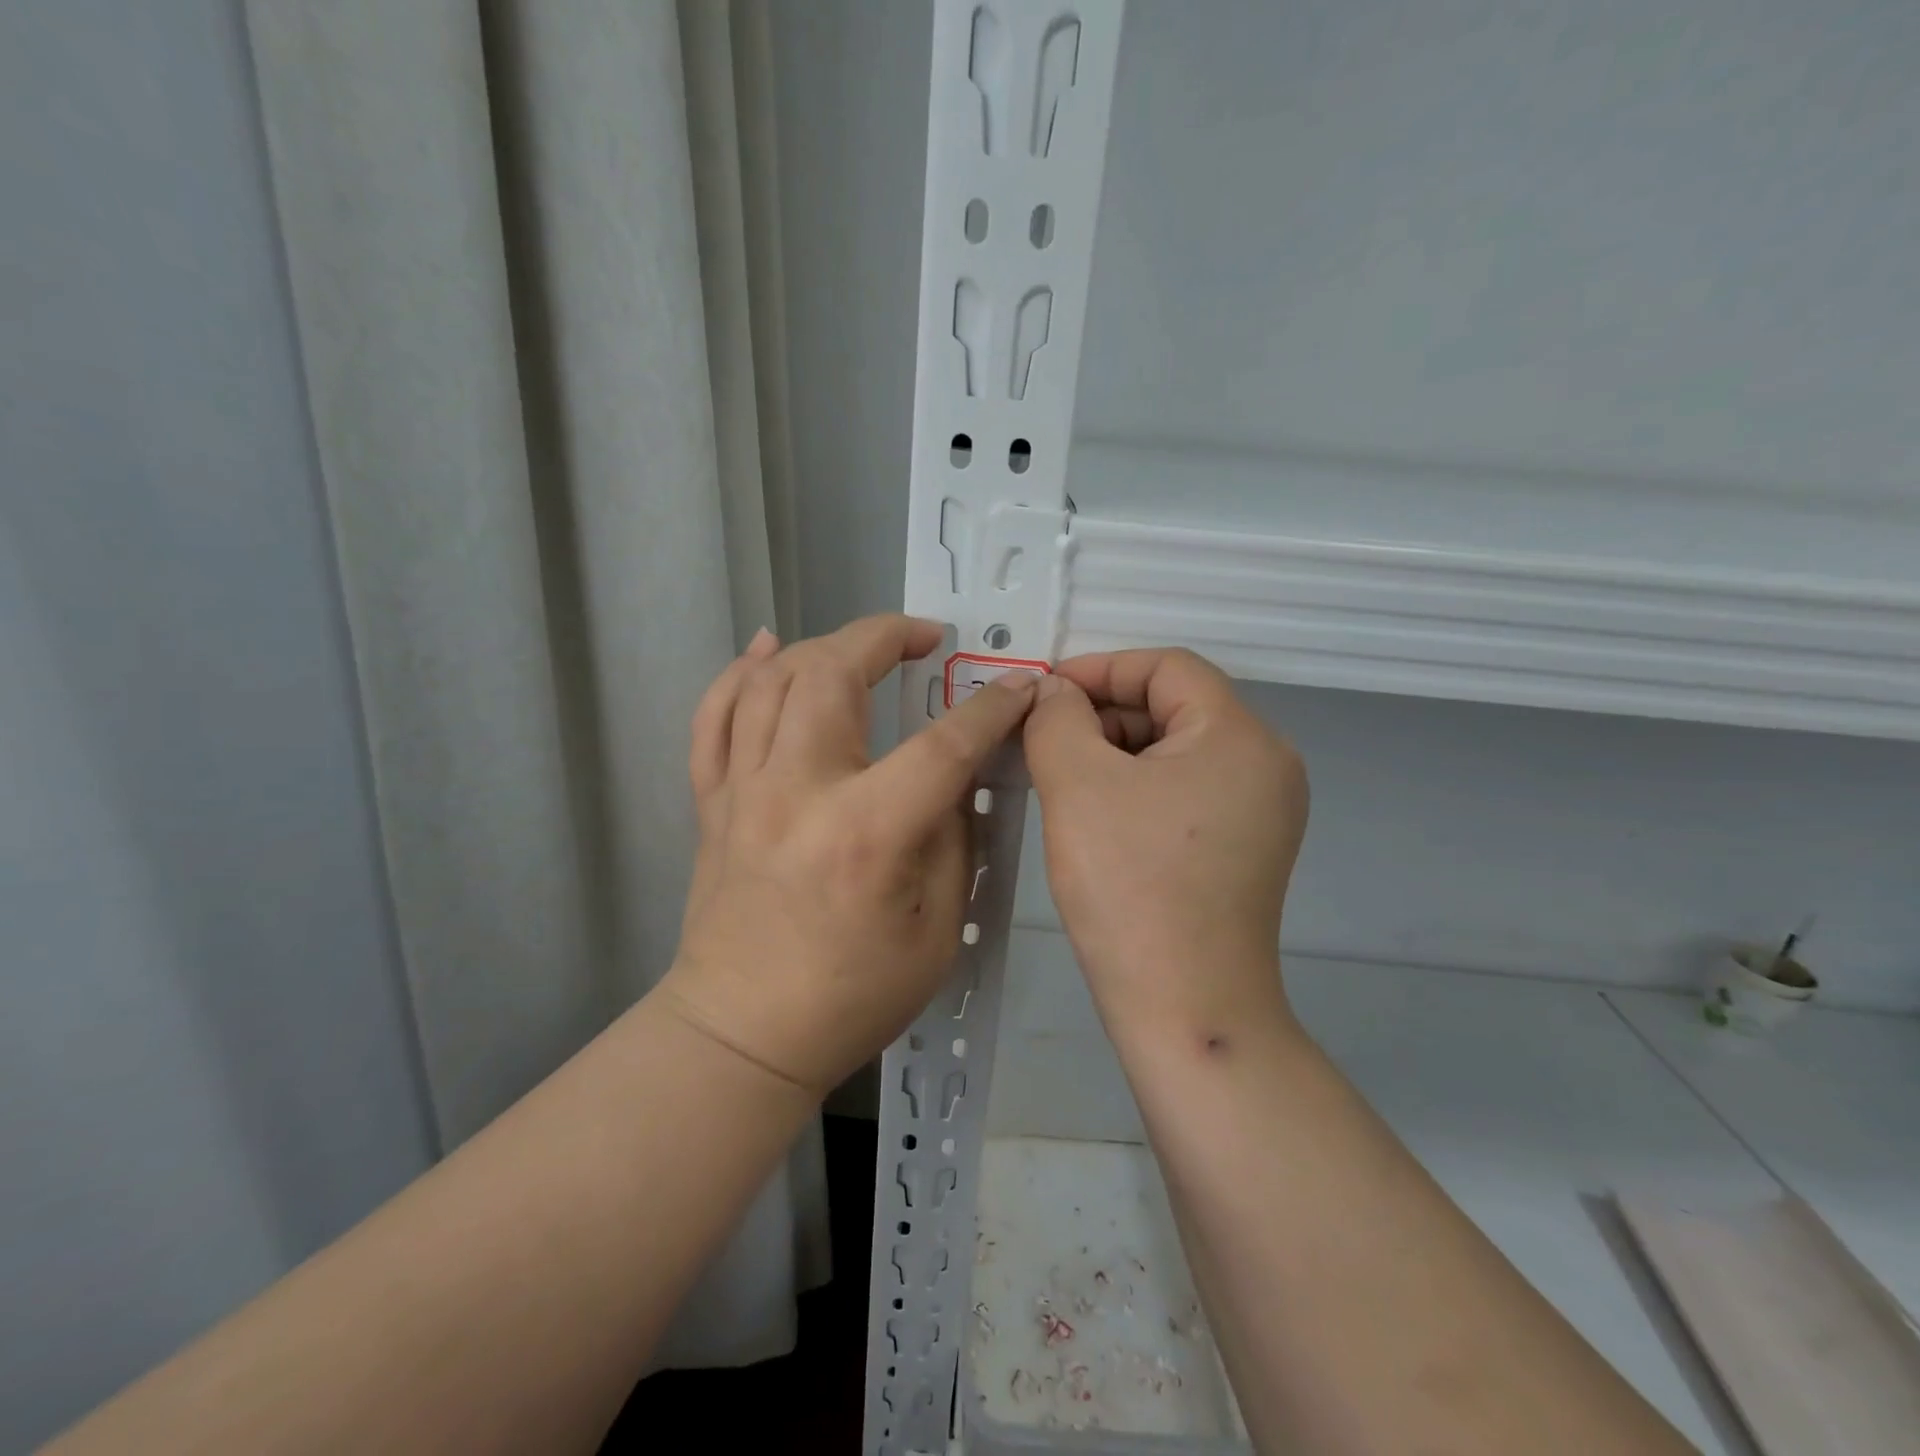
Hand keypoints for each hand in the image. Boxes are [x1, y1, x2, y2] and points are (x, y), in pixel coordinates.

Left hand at [659, 615, 1036, 1092]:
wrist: (743, 1036)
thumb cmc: (852, 997)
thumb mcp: (937, 929)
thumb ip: (952, 838)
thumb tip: (955, 775)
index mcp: (865, 833)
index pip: (941, 745)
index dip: (989, 710)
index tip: (1018, 687)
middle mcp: (796, 793)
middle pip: (832, 674)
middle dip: (885, 636)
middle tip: (924, 638)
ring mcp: (743, 792)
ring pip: (770, 681)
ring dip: (822, 645)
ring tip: (861, 645)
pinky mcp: (712, 803)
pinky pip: (714, 717)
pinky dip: (739, 673)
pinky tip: (767, 647)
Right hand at [1023, 648, 1308, 1040]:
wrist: (1185, 1007)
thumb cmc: (1130, 885)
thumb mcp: (1077, 784)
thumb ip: (1057, 718)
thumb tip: (1053, 693)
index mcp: (1240, 736)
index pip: (1167, 667)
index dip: (1100, 669)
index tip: (1044, 694)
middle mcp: (1266, 764)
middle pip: (1174, 707)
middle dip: (1103, 714)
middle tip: (1044, 742)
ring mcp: (1262, 811)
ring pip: (1175, 751)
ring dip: (1115, 752)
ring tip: (1061, 780)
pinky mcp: (1245, 848)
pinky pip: (1184, 792)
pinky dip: (1136, 788)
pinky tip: (1094, 814)